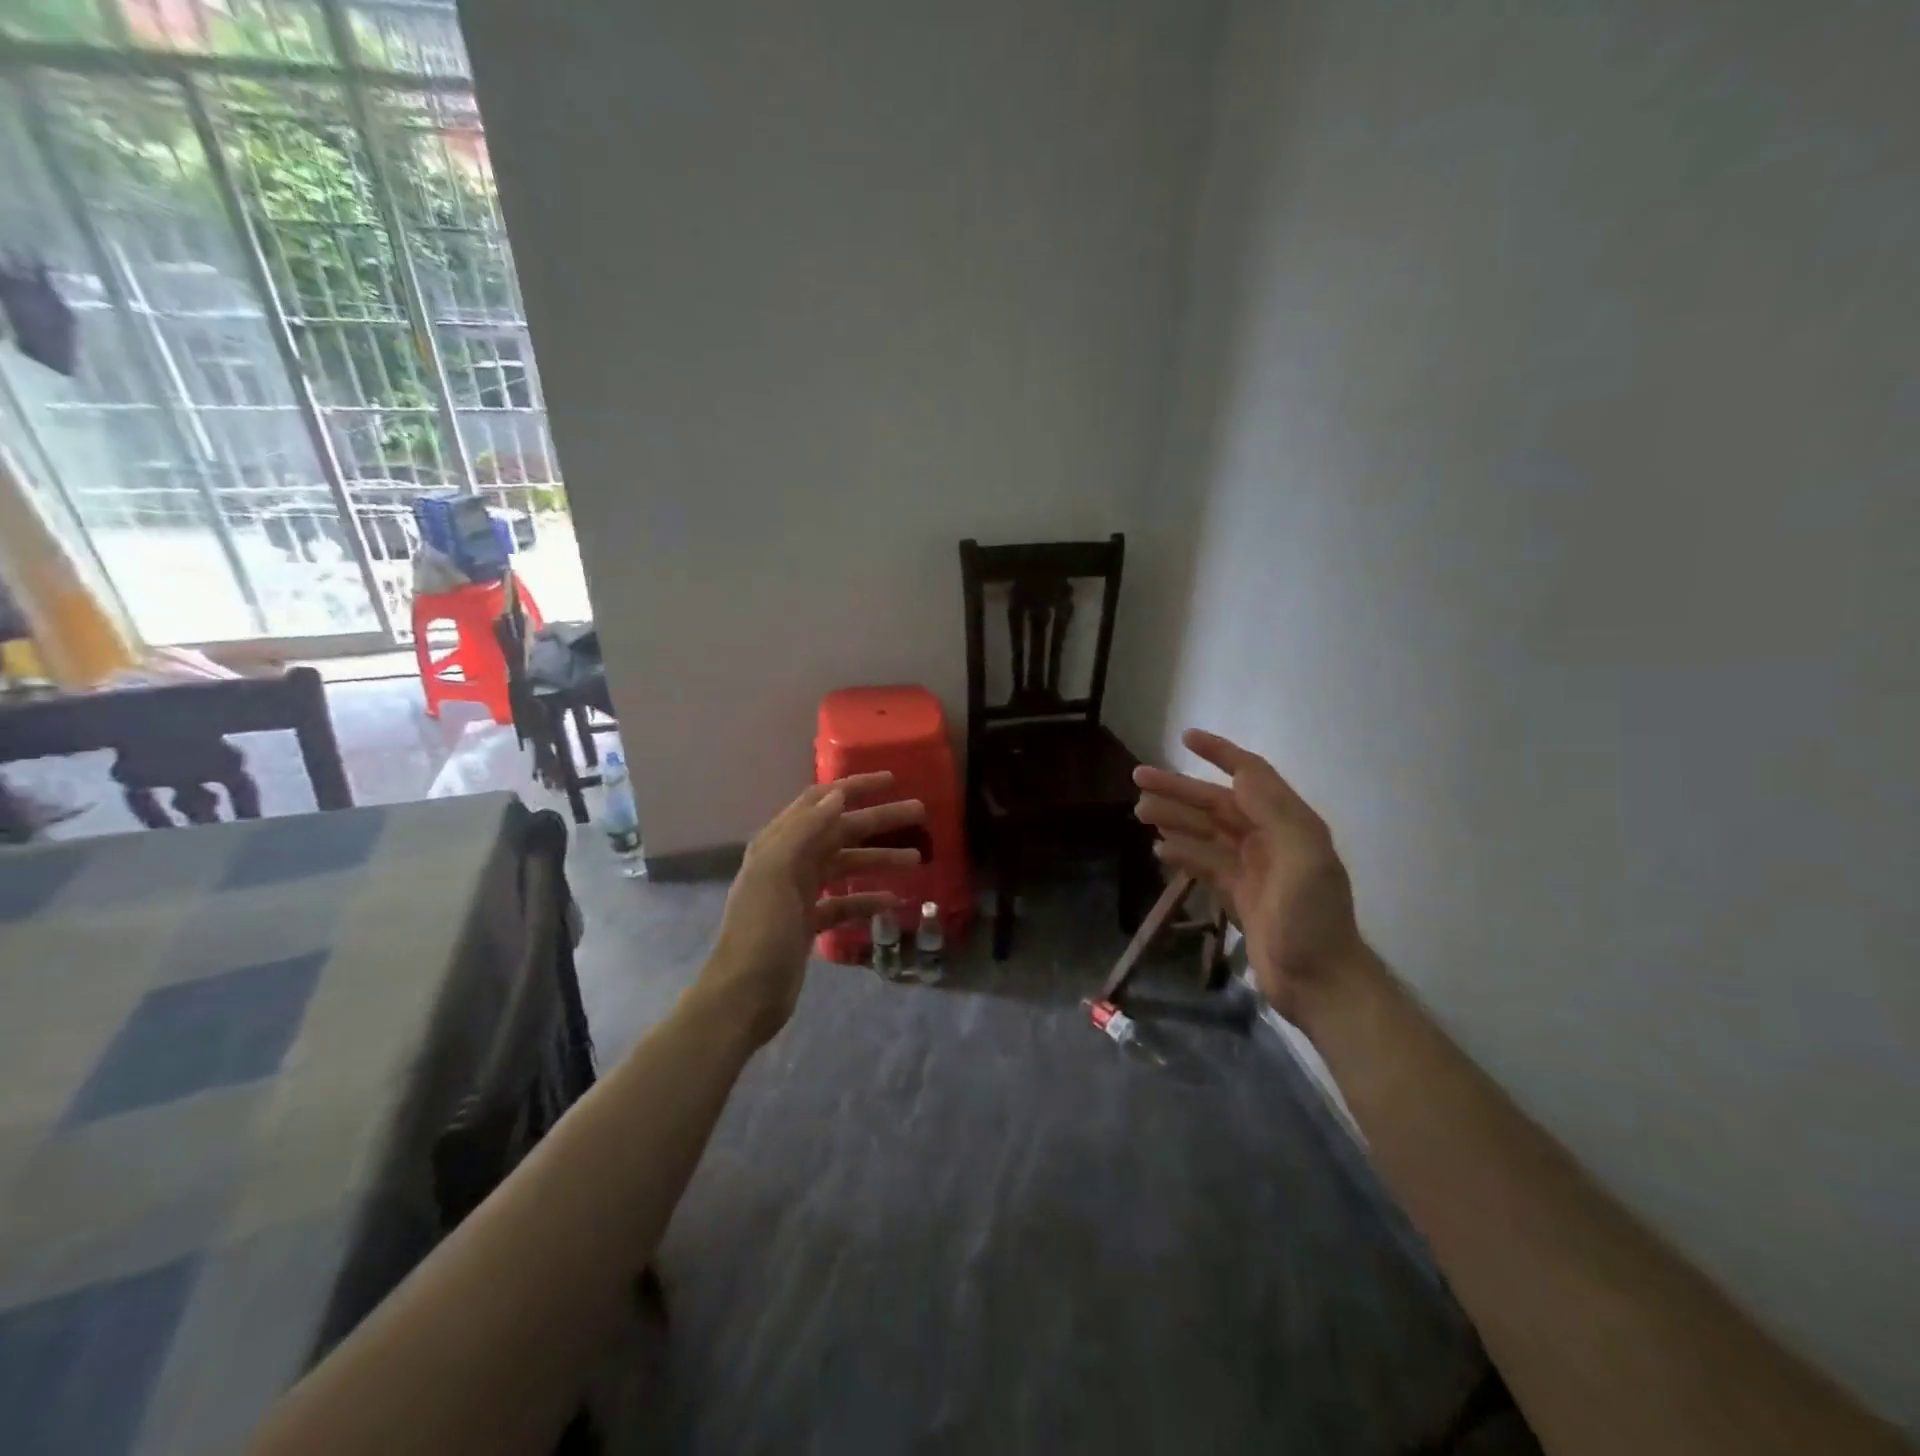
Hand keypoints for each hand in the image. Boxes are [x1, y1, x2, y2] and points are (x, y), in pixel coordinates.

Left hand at [697, 773, 924, 1048]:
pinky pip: (845, 902)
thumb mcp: (776, 874)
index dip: (854, 787)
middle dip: (879, 820)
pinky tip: (893, 901)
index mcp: (778, 843)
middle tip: (920, 813)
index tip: (891, 780)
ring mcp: (799, 893)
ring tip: (917, 859)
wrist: (743, 996)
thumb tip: (837, 794)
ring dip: (880, 859)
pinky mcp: (808, 923)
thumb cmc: (760, 931)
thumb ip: (804, 830)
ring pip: (847, 865)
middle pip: (841, 831)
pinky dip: (868, 899)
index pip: (820, 801)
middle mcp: (789, 862)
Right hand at [1133, 729, 1368, 1023]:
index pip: (1251, 776)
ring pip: (1206, 832)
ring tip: (1139, 811)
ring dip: (1175, 818)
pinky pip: (1205, 864)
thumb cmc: (1312, 919)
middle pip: (1218, 803)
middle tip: (1138, 778)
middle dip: (1180, 789)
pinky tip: (1159, 850)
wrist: (1320, 984)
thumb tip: (1240, 773)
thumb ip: (1275, 812)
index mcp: (1289, 824)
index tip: (1185, 738)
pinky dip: (1183, 853)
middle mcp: (1270, 839)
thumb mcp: (1304, 858)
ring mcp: (1253, 868)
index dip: (1220, 753)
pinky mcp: (1239, 895)